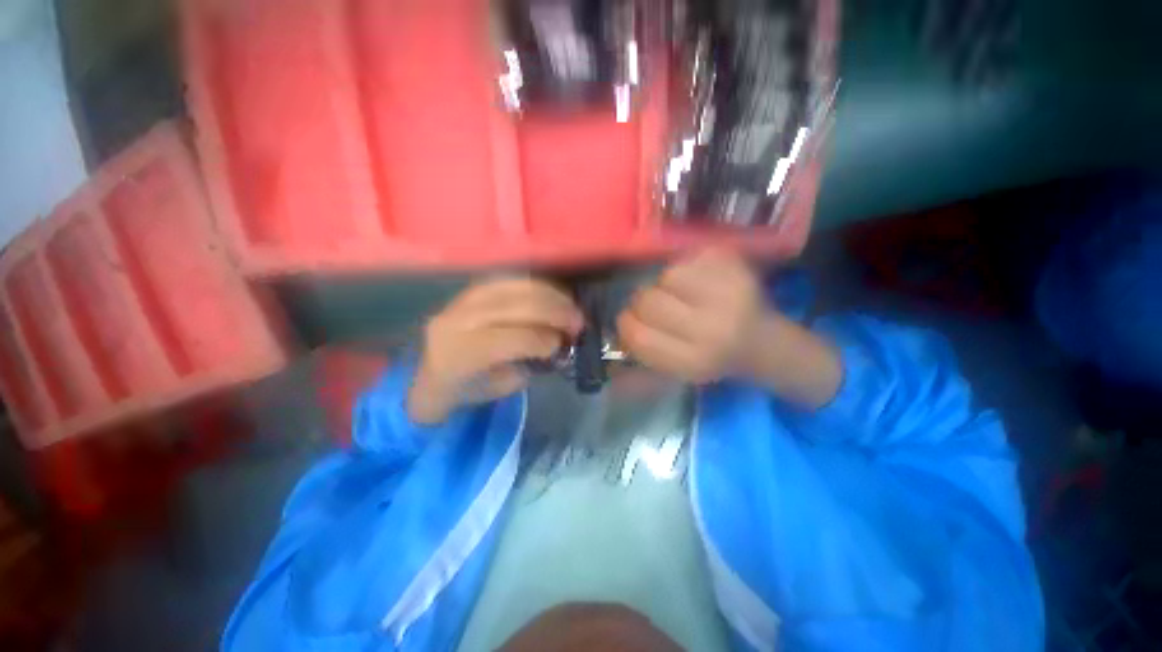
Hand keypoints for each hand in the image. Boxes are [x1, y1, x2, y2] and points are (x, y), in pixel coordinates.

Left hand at [409, 278, 582, 424]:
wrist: (429, 375)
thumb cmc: (466, 390)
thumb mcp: (500, 388)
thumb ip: (528, 363)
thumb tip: (557, 341)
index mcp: (461, 354)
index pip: (512, 339)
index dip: (544, 340)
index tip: (564, 345)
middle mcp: (458, 320)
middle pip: (516, 306)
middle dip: (555, 312)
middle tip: (579, 321)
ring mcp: (462, 300)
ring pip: (514, 287)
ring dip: (550, 294)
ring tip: (570, 306)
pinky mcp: (470, 290)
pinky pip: (508, 280)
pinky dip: (535, 286)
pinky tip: (551, 295)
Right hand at [617, 248, 842, 406]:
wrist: (764, 343)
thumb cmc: (714, 359)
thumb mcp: (678, 371)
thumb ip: (645, 352)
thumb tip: (619, 325)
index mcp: (694, 361)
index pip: (638, 334)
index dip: (626, 323)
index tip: (629, 320)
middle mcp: (712, 329)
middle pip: (648, 300)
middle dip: (643, 301)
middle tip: (655, 304)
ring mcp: (730, 294)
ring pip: (668, 275)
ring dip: (666, 283)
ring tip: (681, 292)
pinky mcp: (740, 269)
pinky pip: (691, 257)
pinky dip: (688, 266)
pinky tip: (701, 280)